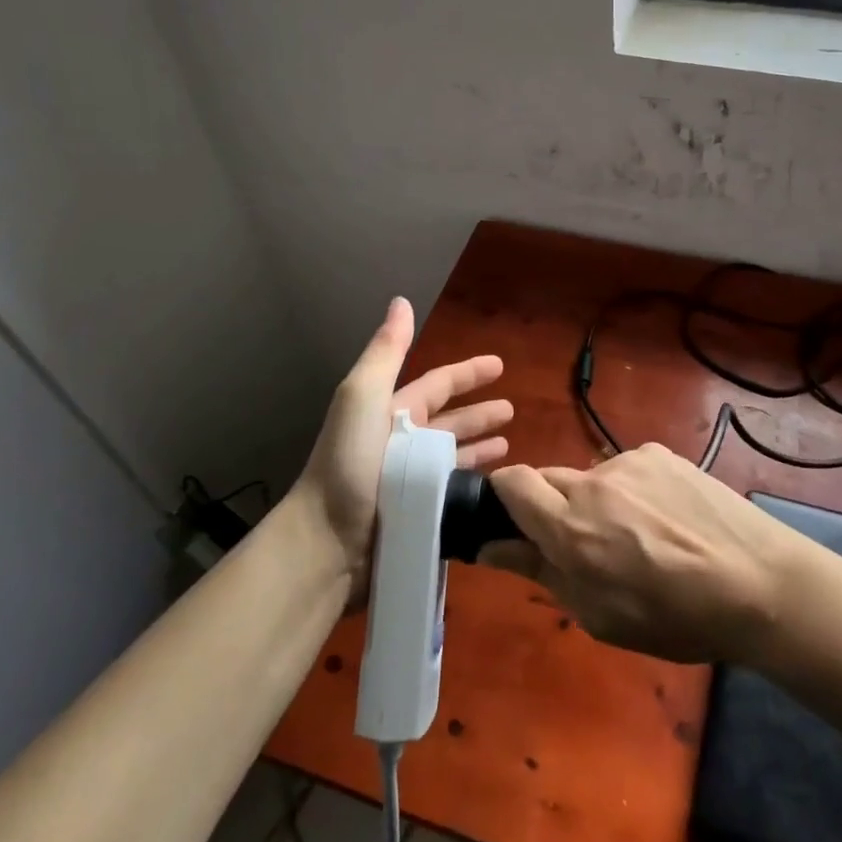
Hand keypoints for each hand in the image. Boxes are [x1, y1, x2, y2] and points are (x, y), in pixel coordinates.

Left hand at [290, 297, 512, 581]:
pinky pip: (455, 490)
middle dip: (480, 413)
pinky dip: (475, 482)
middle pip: (450, 421)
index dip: (468, 373)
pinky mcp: (420, 513)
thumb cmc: (349, 463)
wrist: (328, 540)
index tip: (500, 365)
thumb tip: (402, 301)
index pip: (438, 384)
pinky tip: (496, 484)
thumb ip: (387, 351)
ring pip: (455, 456)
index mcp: (392, 412)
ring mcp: (412, 480)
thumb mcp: (364, 396)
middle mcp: (403, 442)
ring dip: (481, 447)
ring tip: (510, 445)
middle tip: (513, 410)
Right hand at [485, 444, 799, 664]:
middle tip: (585, 546)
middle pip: (548, 479)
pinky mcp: (661, 453)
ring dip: (598, 503)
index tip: (515, 524)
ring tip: (641, 539)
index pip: (510, 482)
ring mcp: (630, 462)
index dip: (503, 497)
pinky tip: (668, 520)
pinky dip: (633, 492)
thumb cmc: (675, 617)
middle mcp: (593, 483)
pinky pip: (628, 470)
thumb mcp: (599, 615)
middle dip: (552, 508)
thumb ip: (540, 572)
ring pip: (592, 478)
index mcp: (570, 527)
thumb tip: (491, 547)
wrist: (759, 582)